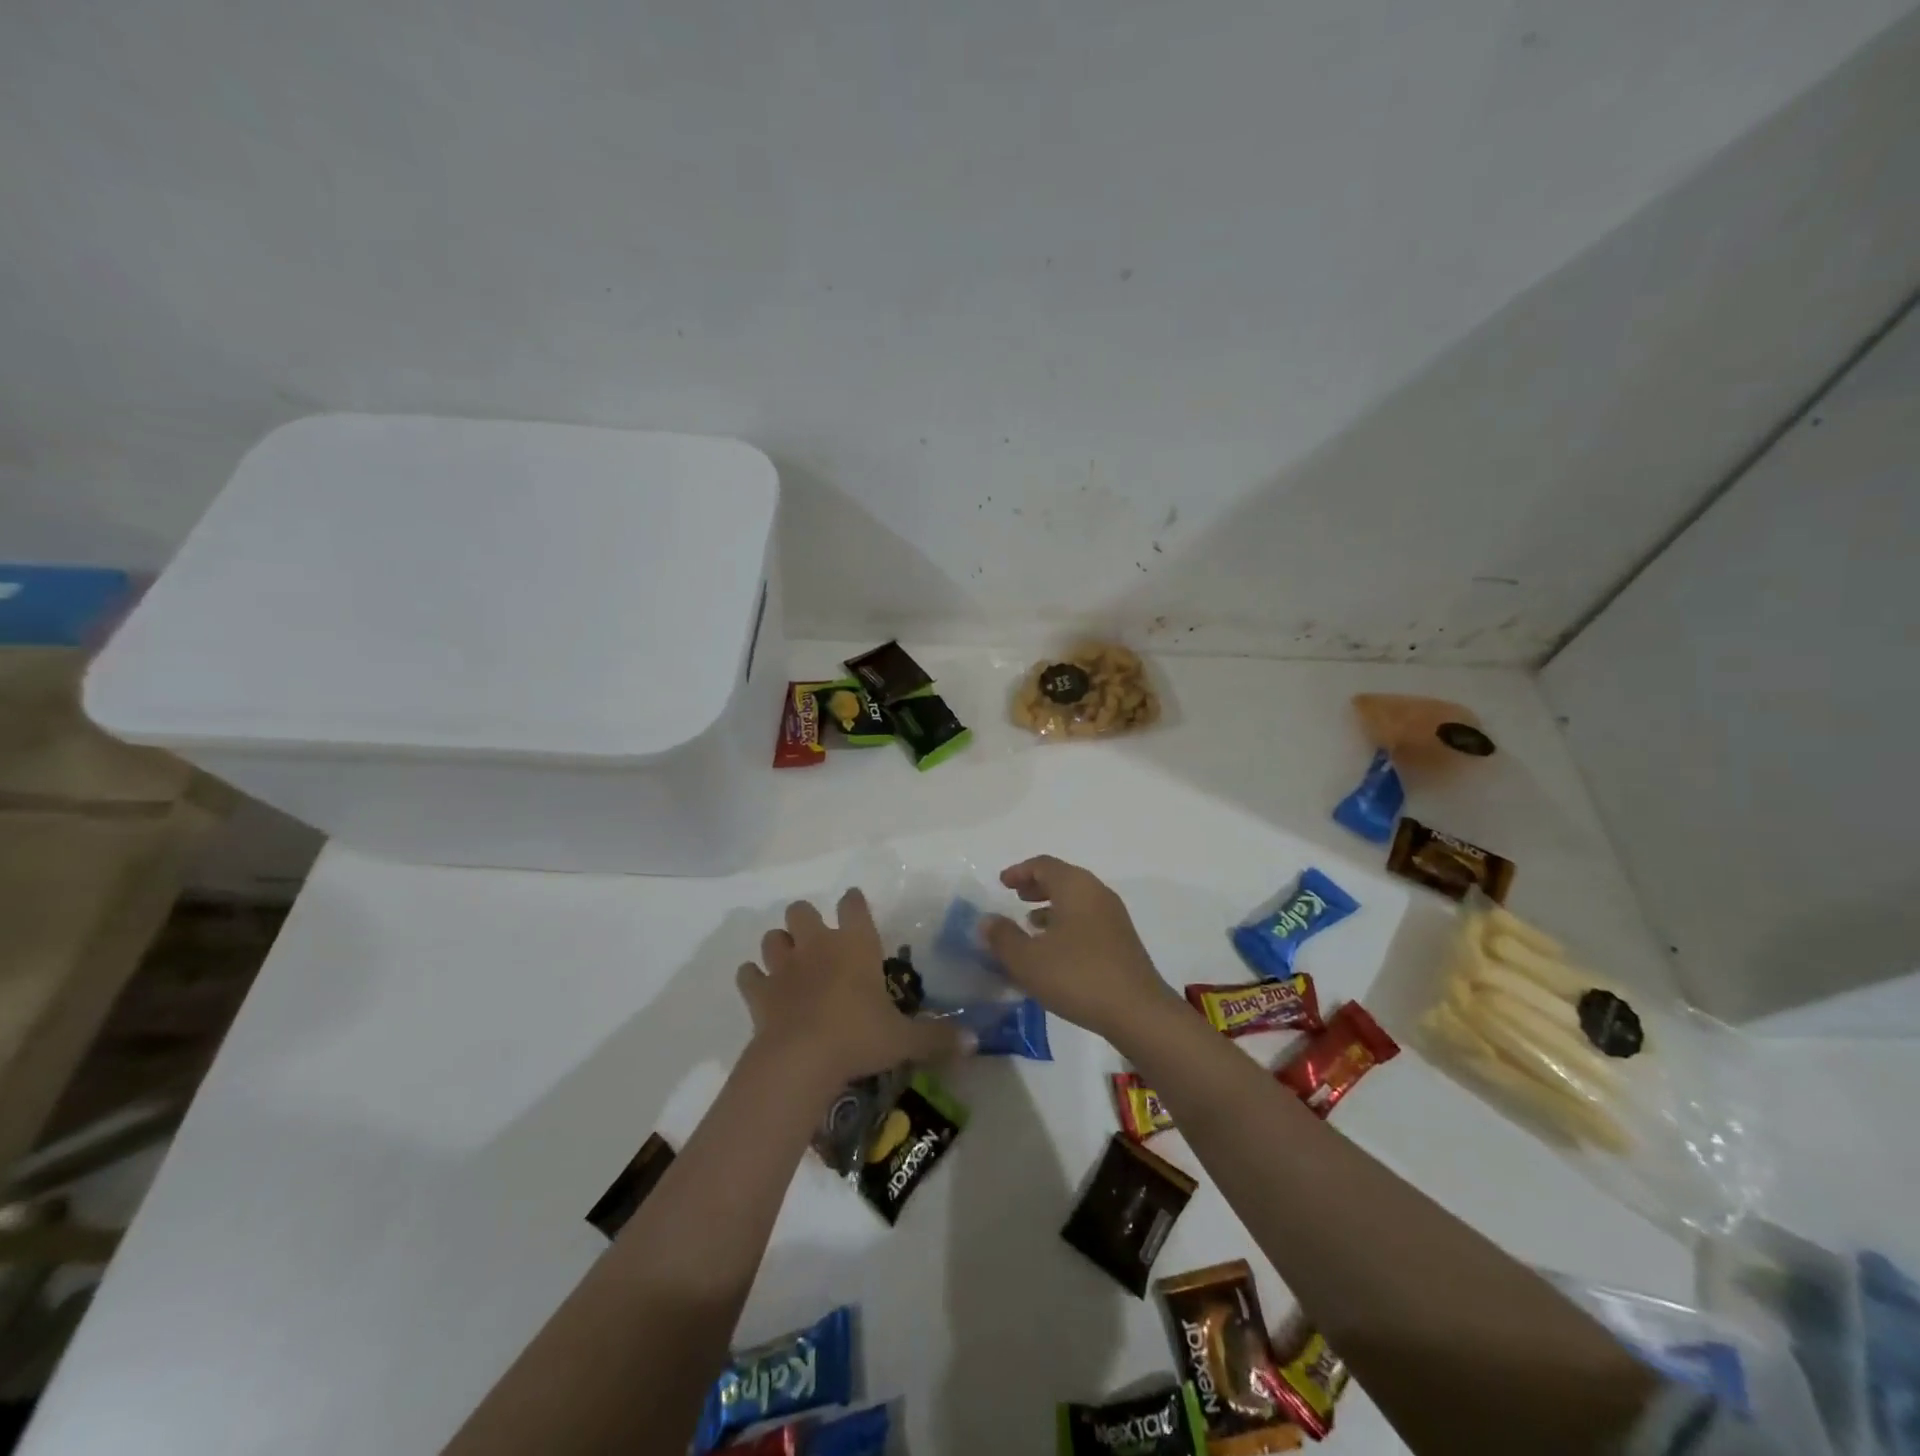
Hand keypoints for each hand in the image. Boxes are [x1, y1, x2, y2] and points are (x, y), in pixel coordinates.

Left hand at [736, 888, 966, 1089]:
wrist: (801, 1060)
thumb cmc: (859, 1037)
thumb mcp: (906, 1040)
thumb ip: (939, 1037)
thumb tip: (975, 1040)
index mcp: (855, 944)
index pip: (853, 904)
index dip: (854, 902)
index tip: (855, 906)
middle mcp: (818, 945)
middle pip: (802, 910)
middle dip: (807, 920)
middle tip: (818, 942)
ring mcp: (784, 966)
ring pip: (772, 937)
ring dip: (779, 946)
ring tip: (789, 963)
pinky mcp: (759, 992)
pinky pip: (748, 975)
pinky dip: (753, 978)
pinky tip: (762, 989)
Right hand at [982, 856, 1180, 1044]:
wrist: (1138, 1012)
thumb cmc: (1077, 976)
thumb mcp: (1027, 959)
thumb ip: (1002, 936)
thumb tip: (987, 920)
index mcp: (1075, 887)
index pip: (1043, 865)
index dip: (1019, 871)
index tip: (1001, 883)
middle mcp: (1097, 893)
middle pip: (1063, 878)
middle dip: (1036, 886)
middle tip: (1015, 897)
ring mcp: (1114, 917)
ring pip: (1076, 900)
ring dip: (1052, 906)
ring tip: (1030, 924)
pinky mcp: (1122, 941)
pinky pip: (1087, 919)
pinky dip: (1066, 923)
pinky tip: (1055, 950)